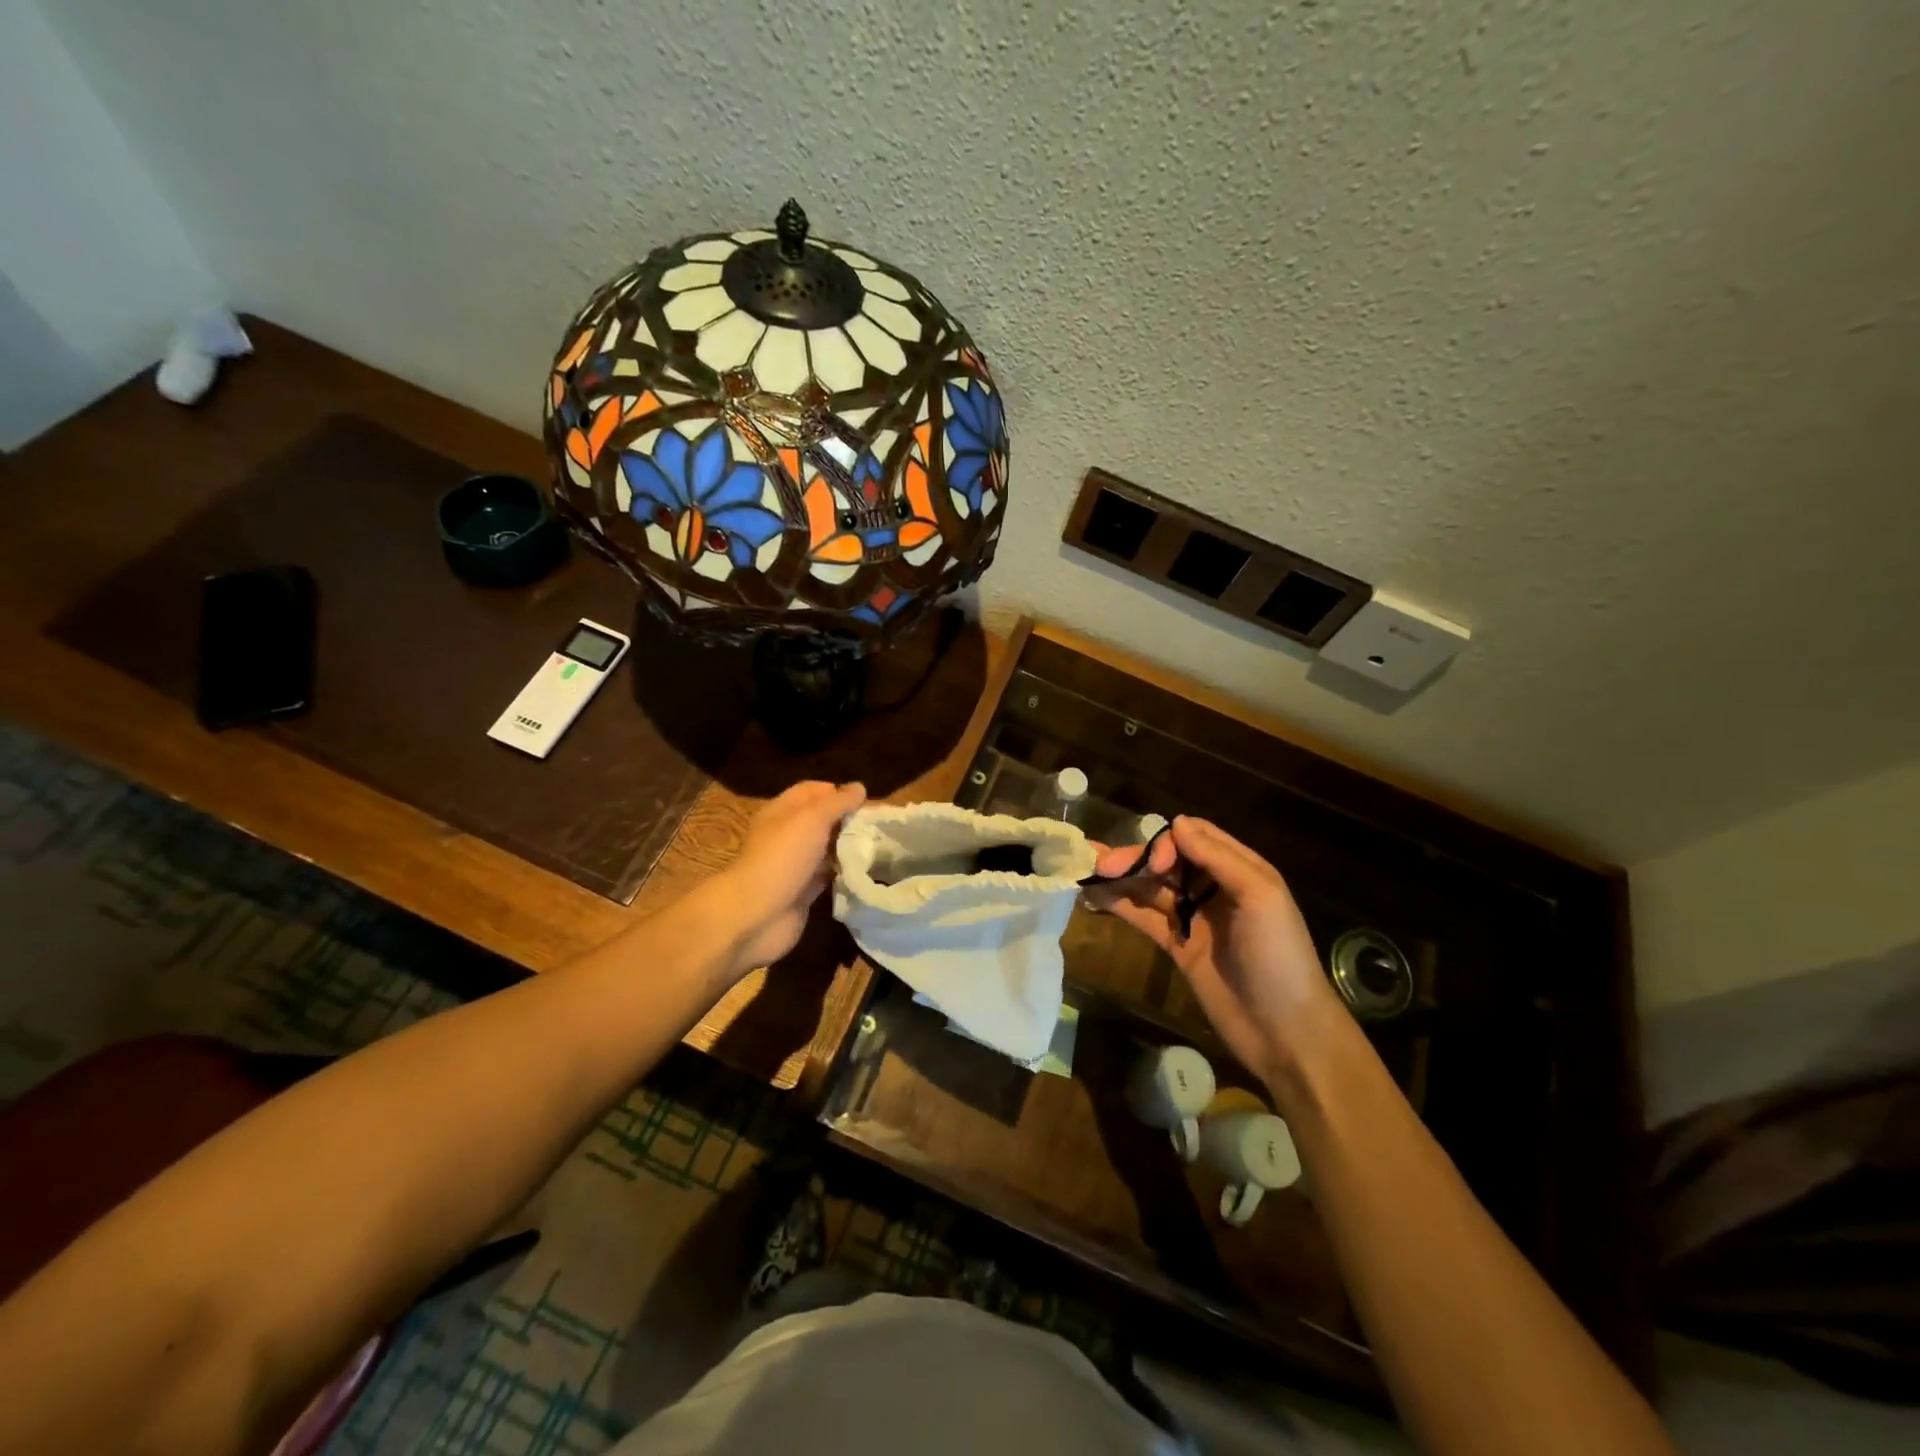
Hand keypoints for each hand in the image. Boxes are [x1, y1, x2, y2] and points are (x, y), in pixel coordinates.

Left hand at [710, 780, 865, 975]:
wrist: (756, 915)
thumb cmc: (782, 858)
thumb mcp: (812, 819)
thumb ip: (837, 802)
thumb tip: (859, 787)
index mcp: (782, 812)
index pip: (812, 791)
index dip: (838, 791)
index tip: (867, 801)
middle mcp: (787, 836)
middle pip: (822, 821)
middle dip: (848, 820)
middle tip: (880, 825)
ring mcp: (795, 866)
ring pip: (827, 850)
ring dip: (849, 848)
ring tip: (881, 847)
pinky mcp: (803, 892)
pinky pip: (828, 877)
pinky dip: (844, 874)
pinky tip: (867, 872)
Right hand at [1089, 816, 1341, 1082]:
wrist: (1285, 1031)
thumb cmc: (1278, 956)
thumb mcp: (1260, 897)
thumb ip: (1218, 858)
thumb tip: (1176, 822)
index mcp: (1239, 869)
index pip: (1194, 837)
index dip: (1167, 842)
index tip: (1153, 863)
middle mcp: (1213, 887)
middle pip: (1166, 861)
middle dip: (1134, 859)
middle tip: (1097, 864)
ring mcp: (1193, 918)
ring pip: (1150, 887)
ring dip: (1120, 878)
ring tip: (1085, 871)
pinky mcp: (1177, 946)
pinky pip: (1144, 917)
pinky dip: (1120, 904)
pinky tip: (1094, 896)